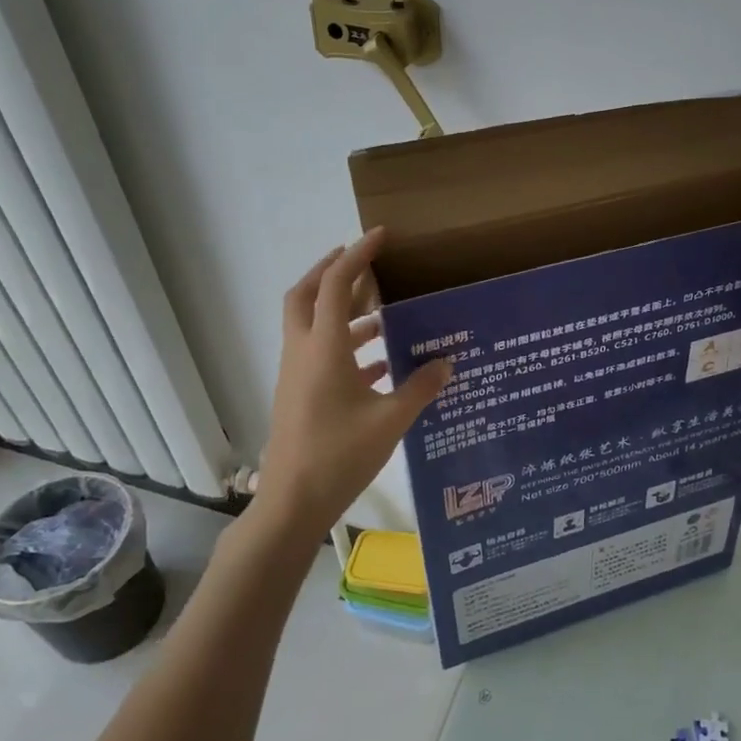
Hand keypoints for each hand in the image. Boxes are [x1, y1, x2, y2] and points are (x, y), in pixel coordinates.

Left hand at [255, 230, 452, 536]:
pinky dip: (344, 346)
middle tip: (364, 262)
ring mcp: (296, 374)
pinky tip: (379, 363)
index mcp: (323, 349)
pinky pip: (319, 354)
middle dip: (331, 271)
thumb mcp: (390, 421)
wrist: (292, 503)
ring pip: (312, 325)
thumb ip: (420, 387)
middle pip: (306, 295)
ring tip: (382, 313)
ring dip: (341, 311)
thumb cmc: (339, 456)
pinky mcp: (298, 395)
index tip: (380, 236)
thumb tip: (448, 362)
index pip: (334, 286)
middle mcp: (303, 352)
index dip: (356, 256)